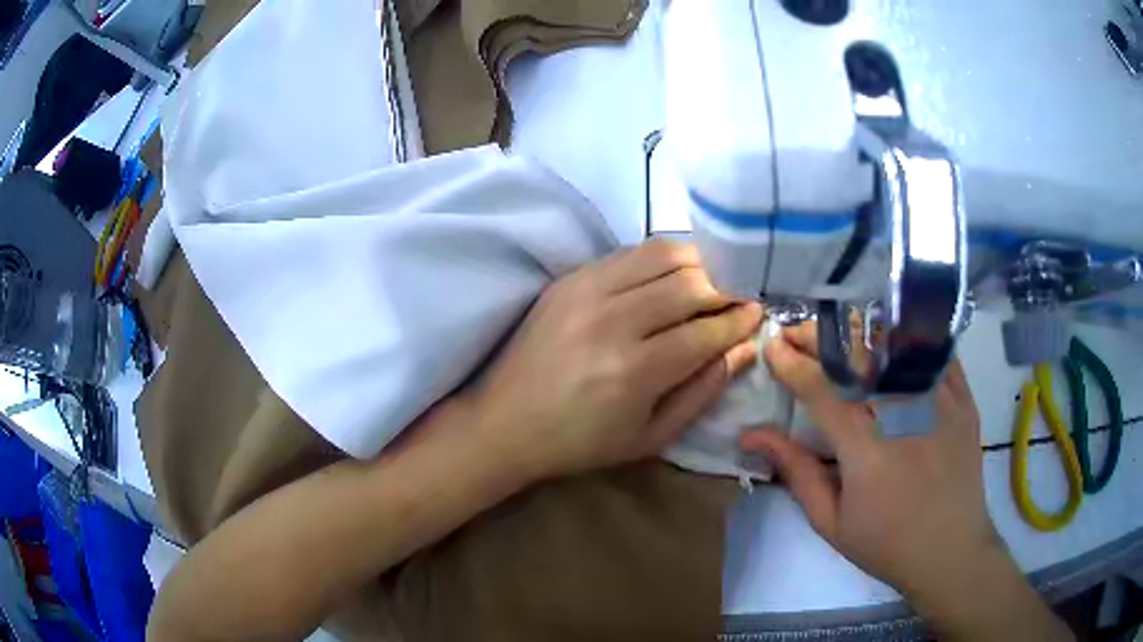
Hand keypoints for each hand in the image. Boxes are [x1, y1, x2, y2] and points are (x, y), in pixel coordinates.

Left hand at [465, 239, 762, 482]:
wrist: (506, 423)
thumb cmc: (582, 442)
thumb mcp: (651, 436)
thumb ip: (703, 390)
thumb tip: (745, 348)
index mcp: (634, 371)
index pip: (706, 331)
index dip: (740, 320)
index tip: (759, 314)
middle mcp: (612, 321)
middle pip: (690, 283)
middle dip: (726, 288)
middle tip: (739, 298)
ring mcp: (586, 291)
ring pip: (662, 254)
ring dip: (697, 263)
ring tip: (711, 281)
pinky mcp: (570, 278)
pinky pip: (630, 253)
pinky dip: (661, 258)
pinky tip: (671, 275)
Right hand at [742, 322, 995, 600]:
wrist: (950, 550)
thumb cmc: (886, 544)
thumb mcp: (831, 521)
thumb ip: (796, 472)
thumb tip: (753, 435)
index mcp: (865, 449)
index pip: (821, 389)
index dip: (791, 363)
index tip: (771, 345)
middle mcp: (903, 415)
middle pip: (857, 356)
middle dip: (820, 336)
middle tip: (798, 332)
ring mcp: (939, 402)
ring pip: (895, 346)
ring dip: (861, 332)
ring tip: (838, 331)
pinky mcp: (963, 399)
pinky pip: (934, 354)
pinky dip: (910, 339)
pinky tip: (892, 338)